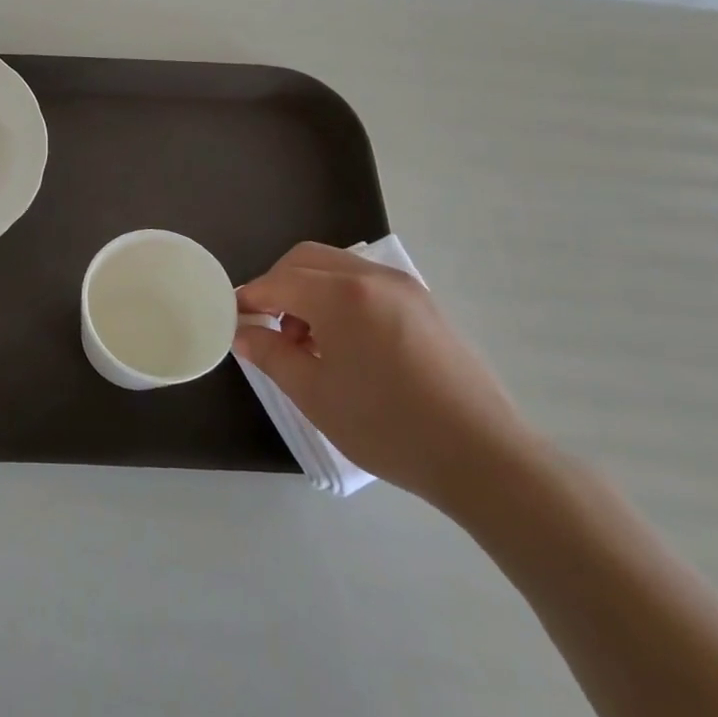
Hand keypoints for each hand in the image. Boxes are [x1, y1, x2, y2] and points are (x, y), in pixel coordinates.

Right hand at [234, 243, 539, 511]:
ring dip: (310, 289)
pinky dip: (341, 297)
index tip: (234, 321)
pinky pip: (367, 283)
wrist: (483, 456)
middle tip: (268, 326)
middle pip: (306, 259)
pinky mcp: (426, 305)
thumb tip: (244, 333)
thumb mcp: (314, 394)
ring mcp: (405, 288)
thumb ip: (270, 354)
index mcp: (341, 295)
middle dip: (278, 285)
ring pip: (338, 267)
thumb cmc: (387, 426)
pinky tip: (345, 343)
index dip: (249, 299)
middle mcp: (372, 277)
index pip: (278, 281)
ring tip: (309, 341)